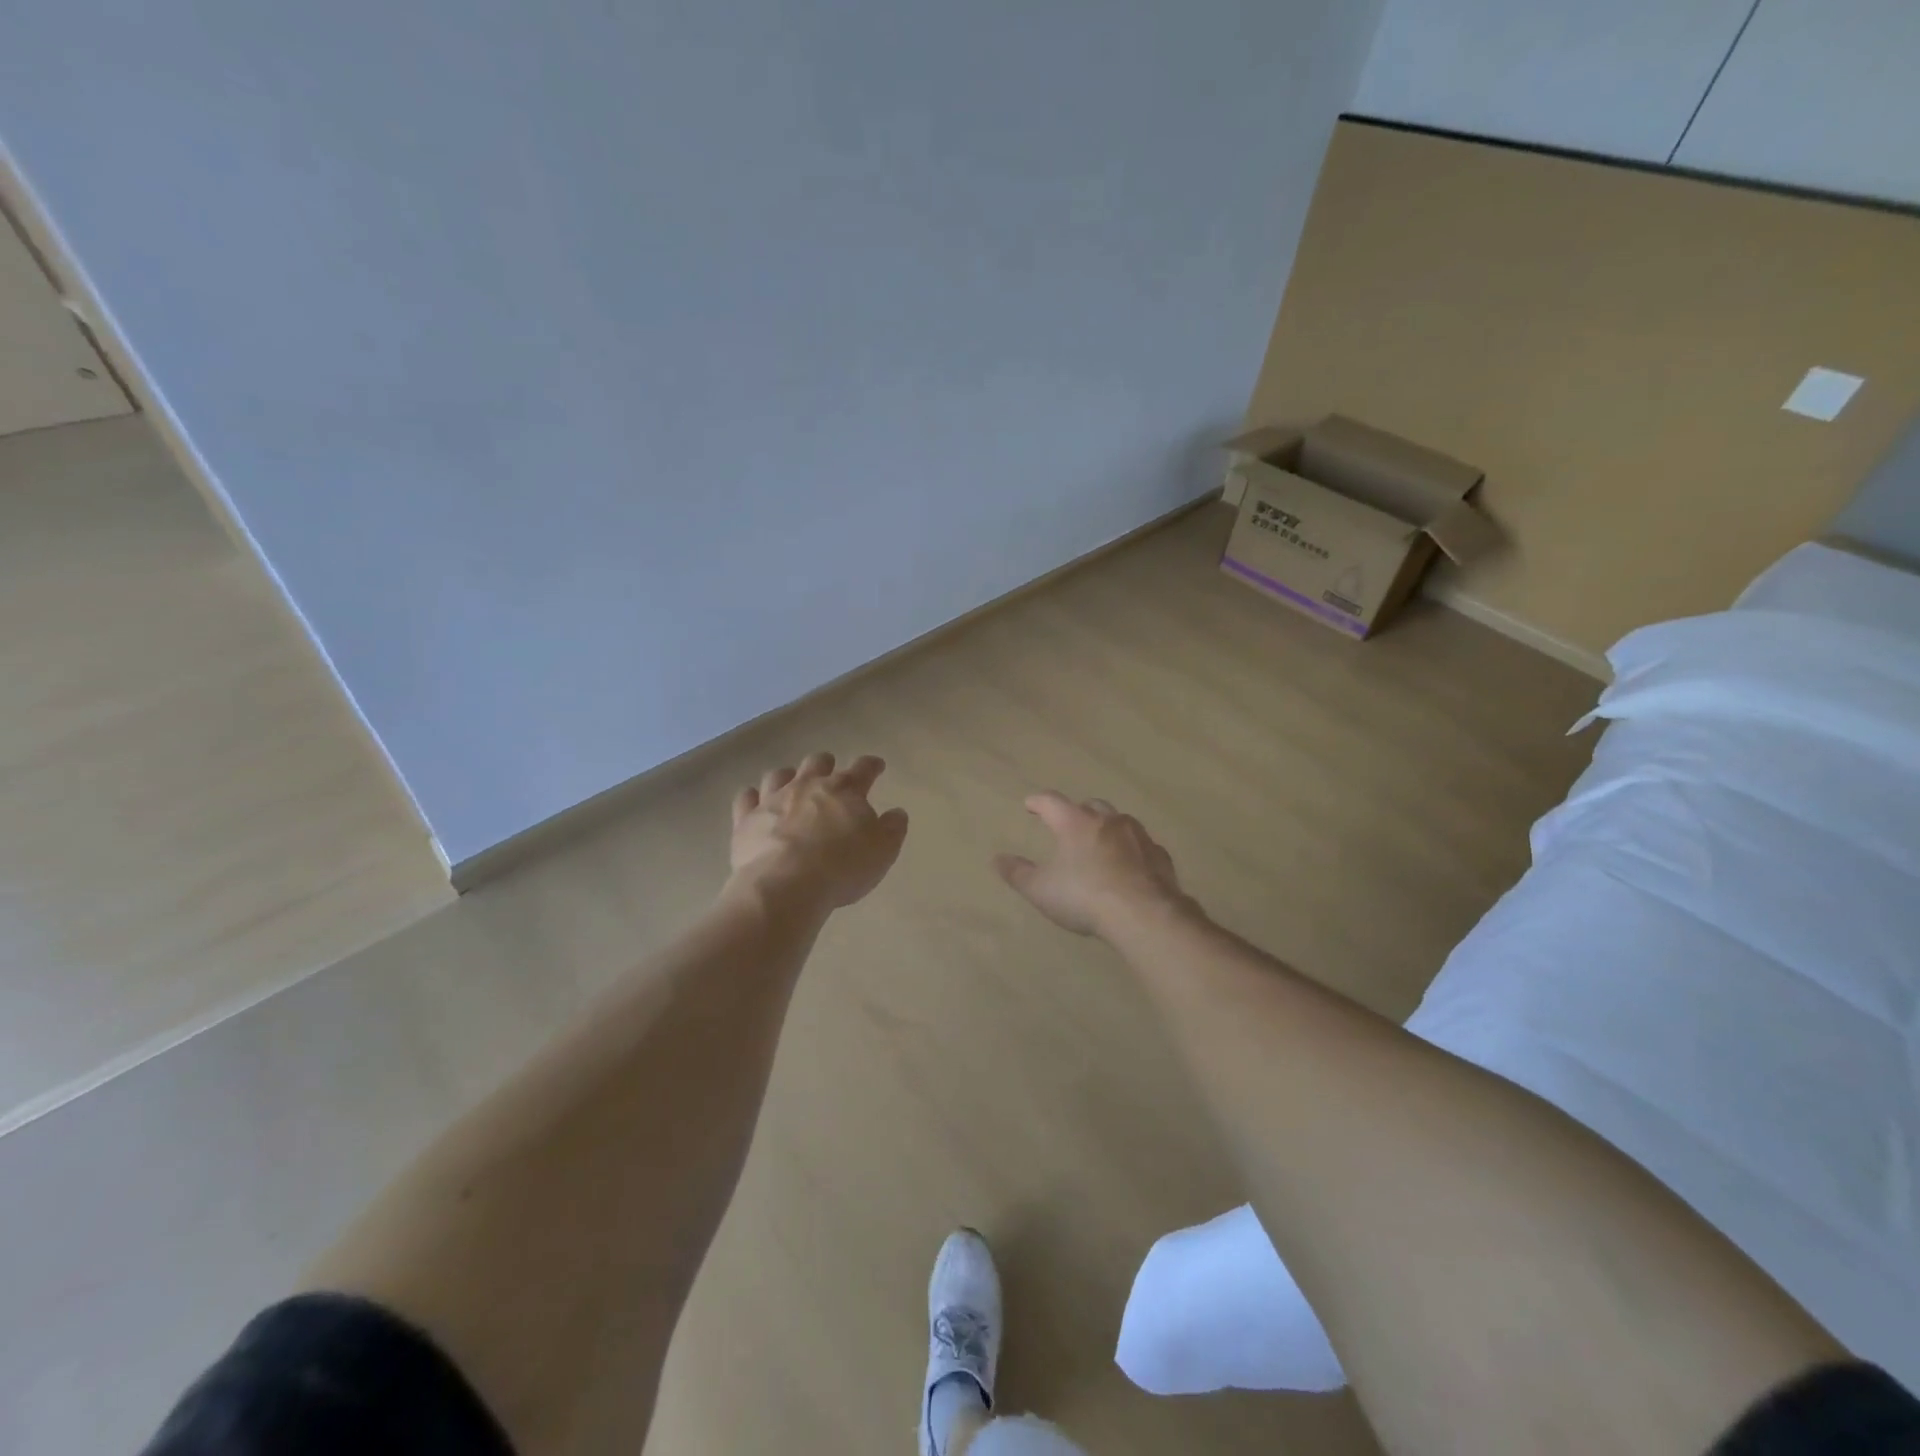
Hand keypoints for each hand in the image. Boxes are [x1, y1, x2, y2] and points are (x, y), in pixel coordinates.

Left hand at [726, 752, 909, 914]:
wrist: (786, 885)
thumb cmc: (842, 866)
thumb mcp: (882, 851)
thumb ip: (892, 828)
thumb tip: (896, 813)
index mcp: (845, 790)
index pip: (863, 769)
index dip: (871, 766)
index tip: (876, 766)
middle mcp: (807, 786)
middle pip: (817, 763)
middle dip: (826, 765)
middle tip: (830, 773)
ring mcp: (773, 800)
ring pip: (779, 775)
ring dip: (788, 776)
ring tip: (791, 784)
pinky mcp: (746, 820)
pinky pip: (745, 799)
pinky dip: (751, 797)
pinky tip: (754, 801)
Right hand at [993, 792, 1190, 937]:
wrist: (1143, 914)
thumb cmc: (1084, 897)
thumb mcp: (1041, 889)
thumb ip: (1018, 873)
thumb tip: (997, 859)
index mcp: (1075, 823)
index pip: (1052, 802)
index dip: (1039, 802)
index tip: (1030, 804)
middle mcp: (1108, 821)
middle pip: (1090, 806)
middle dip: (1077, 811)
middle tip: (1069, 823)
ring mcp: (1138, 836)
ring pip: (1120, 821)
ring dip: (1108, 828)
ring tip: (1101, 843)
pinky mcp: (1159, 856)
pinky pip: (1142, 845)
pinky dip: (1132, 850)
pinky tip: (1130, 866)